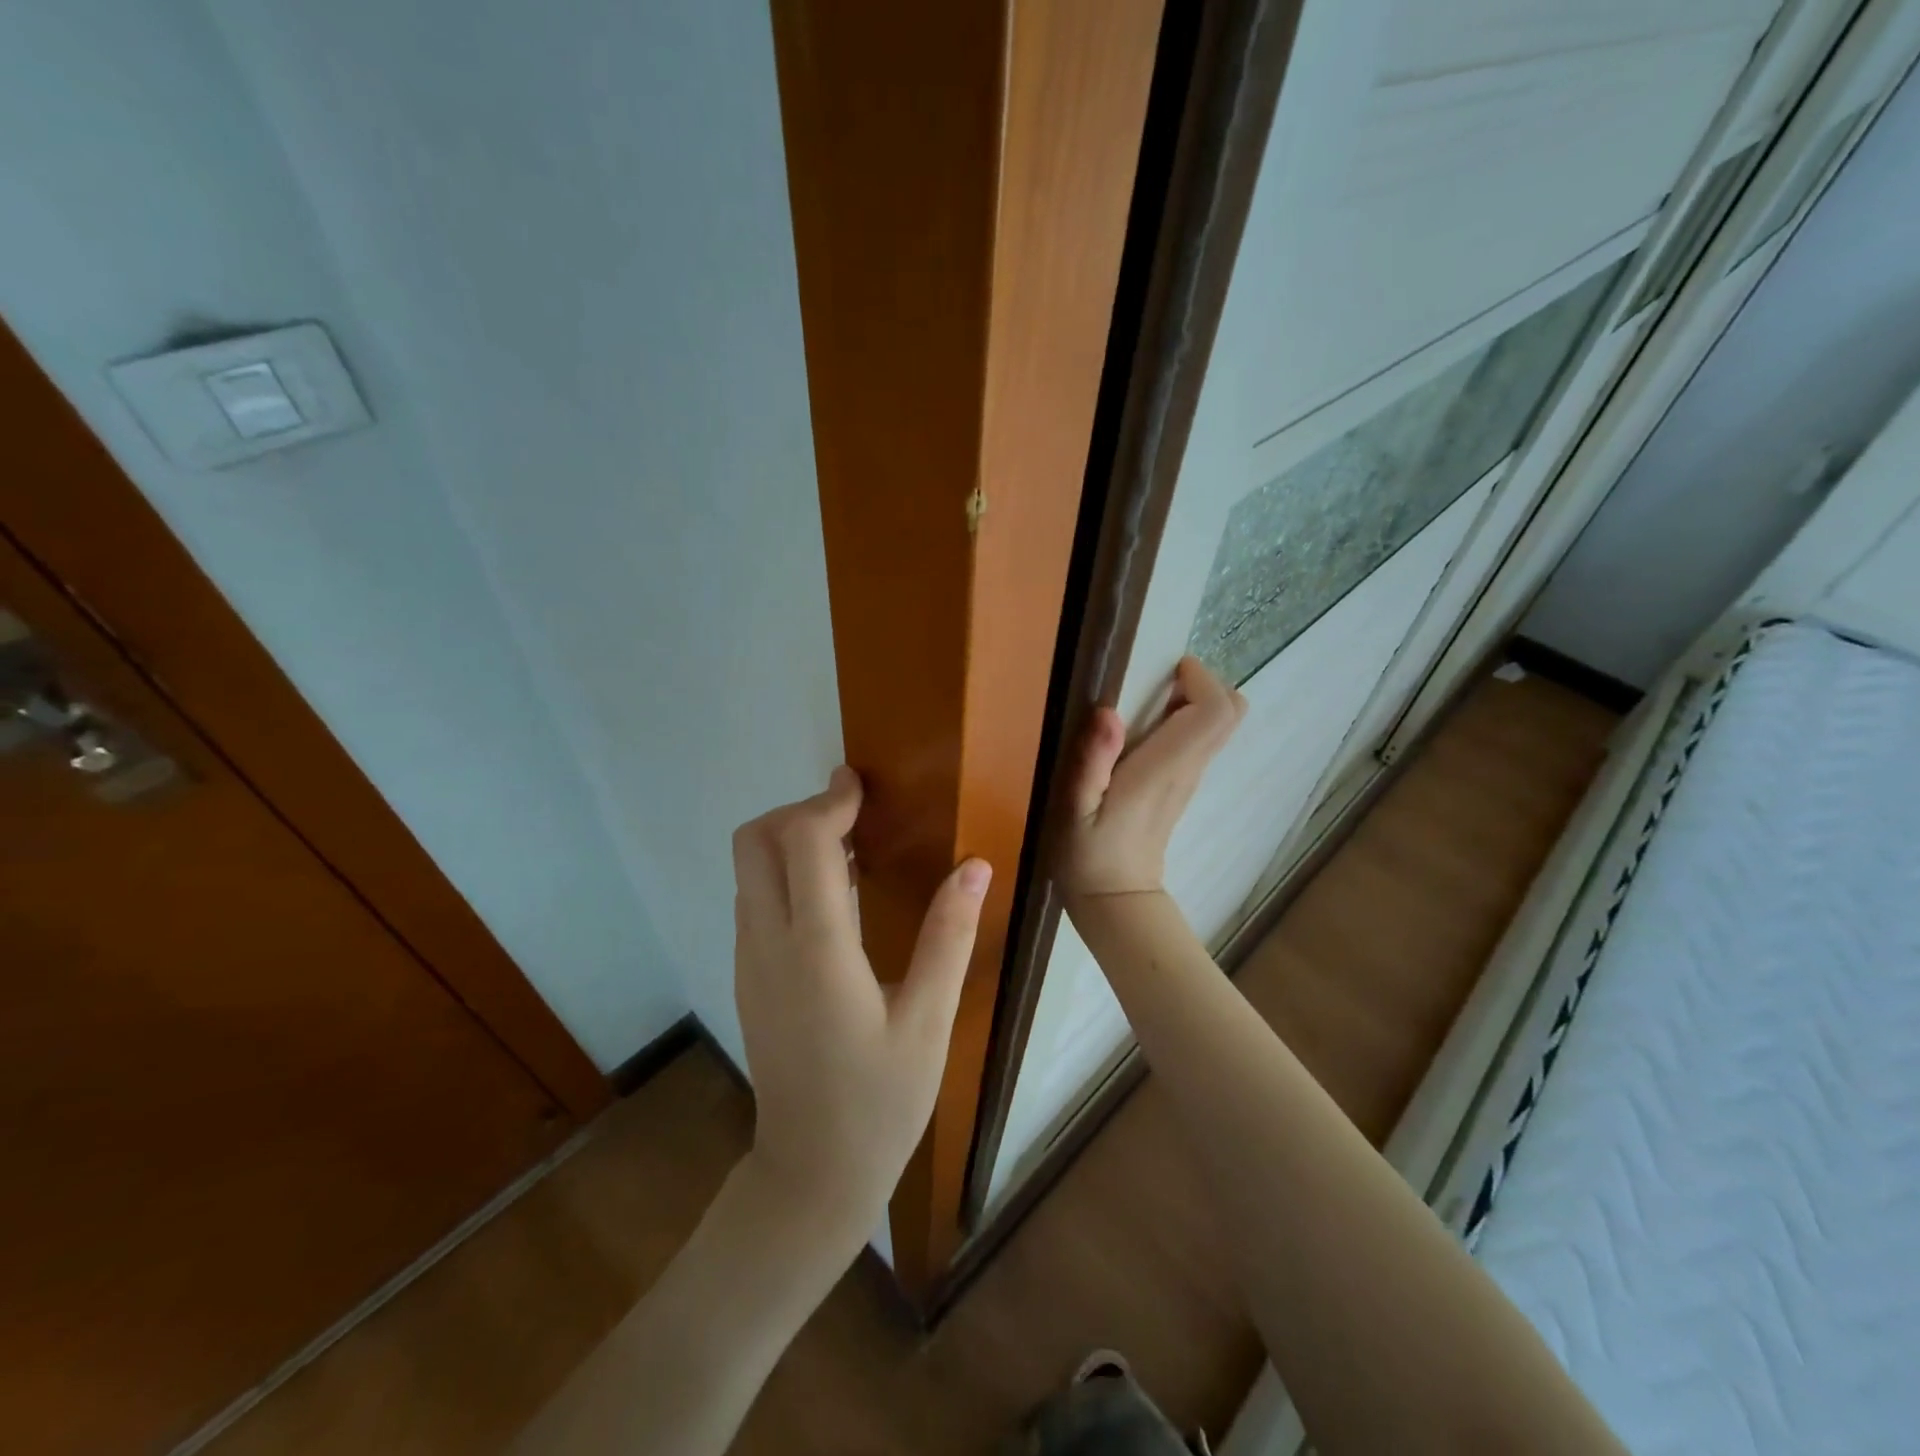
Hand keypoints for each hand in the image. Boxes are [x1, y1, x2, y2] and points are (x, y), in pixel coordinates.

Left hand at [730, 767, 990, 1247]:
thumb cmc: (879, 1102)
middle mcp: (769, 944)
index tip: (860, 783)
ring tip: (851, 846)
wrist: (809, 1175)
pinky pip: (755, 898)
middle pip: (754, 841)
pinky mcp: (748, 975)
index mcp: (817, 950)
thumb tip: (974, 865)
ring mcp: (750, 960)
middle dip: (800, 811)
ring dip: (791, 840)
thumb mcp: (929, 1022)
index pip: (804, 841)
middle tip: (854, 816)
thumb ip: (948, 936)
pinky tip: (833, 896)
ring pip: (749, 869)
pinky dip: (785, 872)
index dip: (830, 800)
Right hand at [1059, 655, 1246, 901]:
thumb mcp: (1075, 809)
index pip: (1215, 711)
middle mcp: (1188, 769)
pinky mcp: (1181, 785)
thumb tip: (1108, 712)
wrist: (1114, 900)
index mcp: (1165, 769)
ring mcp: (1189, 779)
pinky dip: (1184, 720)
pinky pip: (1200, 740)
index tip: (1168, 668)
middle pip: (1230, 713)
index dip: (1201, 679)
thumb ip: (1092, 762)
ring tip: (1146, 699)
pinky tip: (1143, 729)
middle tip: (1159, 680)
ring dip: (1193, 700)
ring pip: (1218, 726)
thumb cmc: (1088, 854)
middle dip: (1203, 684)